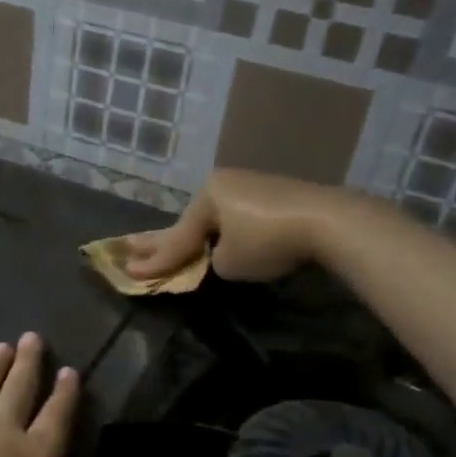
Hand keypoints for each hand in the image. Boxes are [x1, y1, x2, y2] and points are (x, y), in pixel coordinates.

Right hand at [123, 168, 342, 283]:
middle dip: (162, 239)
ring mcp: (252, 186)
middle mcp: (225, 184)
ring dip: (198, 233)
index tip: (129, 272)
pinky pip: (239, 216)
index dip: (155, 261)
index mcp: (207, 195)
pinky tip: (221, 234)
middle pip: (190, 220)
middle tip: (129, 245)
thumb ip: (212, 258)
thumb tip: (219, 254)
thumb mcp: (228, 261)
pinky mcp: (276, 194)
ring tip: (175, 245)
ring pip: (216, 216)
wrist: (326, 221)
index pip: (177, 237)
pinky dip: (227, 229)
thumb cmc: (268, 241)